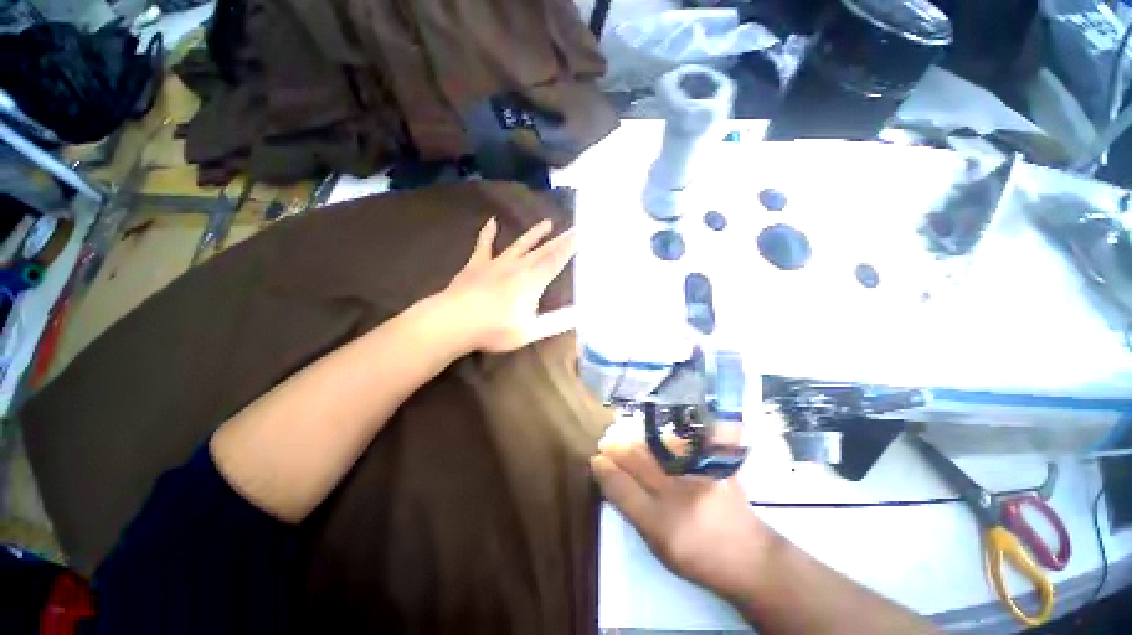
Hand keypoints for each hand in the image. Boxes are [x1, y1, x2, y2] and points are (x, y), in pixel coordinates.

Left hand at [440, 217, 575, 353]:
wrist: (454, 321)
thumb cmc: (495, 329)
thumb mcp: (531, 330)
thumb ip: (558, 321)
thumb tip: (582, 314)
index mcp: (533, 281)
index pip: (556, 260)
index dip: (570, 247)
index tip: (582, 234)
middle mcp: (518, 267)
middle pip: (543, 250)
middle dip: (560, 239)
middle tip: (573, 227)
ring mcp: (496, 263)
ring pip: (520, 244)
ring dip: (534, 234)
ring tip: (547, 222)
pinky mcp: (477, 264)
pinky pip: (484, 245)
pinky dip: (488, 233)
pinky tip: (492, 222)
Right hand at [591, 419, 774, 600]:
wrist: (750, 557)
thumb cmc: (698, 556)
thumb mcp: (658, 544)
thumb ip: (632, 509)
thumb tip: (609, 475)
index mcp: (662, 525)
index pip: (623, 489)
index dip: (606, 470)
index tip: (595, 458)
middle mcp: (680, 496)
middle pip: (639, 461)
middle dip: (618, 447)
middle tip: (606, 441)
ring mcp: (700, 476)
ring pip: (658, 446)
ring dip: (637, 439)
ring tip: (625, 435)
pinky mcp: (717, 464)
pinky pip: (687, 441)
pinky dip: (667, 436)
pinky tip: (656, 433)